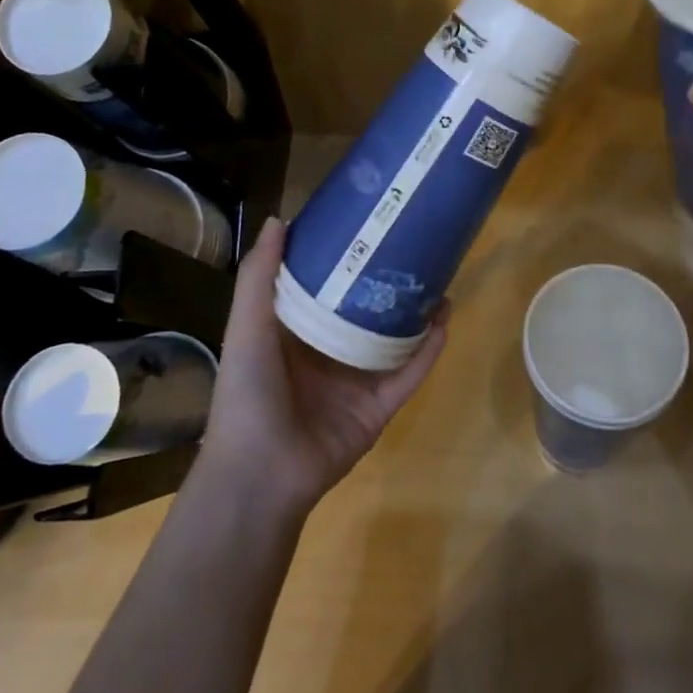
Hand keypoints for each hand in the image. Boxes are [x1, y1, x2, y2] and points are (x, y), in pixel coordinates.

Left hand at [199, 217, 447, 516]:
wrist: (260, 473)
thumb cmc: (248, 391)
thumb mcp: (247, 326)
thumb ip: (260, 277)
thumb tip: (279, 219)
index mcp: (298, 334)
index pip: (328, 288)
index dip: (348, 260)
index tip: (370, 228)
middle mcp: (330, 354)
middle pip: (368, 312)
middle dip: (391, 285)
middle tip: (417, 251)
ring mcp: (357, 383)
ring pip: (396, 341)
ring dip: (419, 315)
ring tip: (441, 282)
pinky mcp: (379, 409)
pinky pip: (409, 375)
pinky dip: (427, 352)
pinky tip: (445, 323)